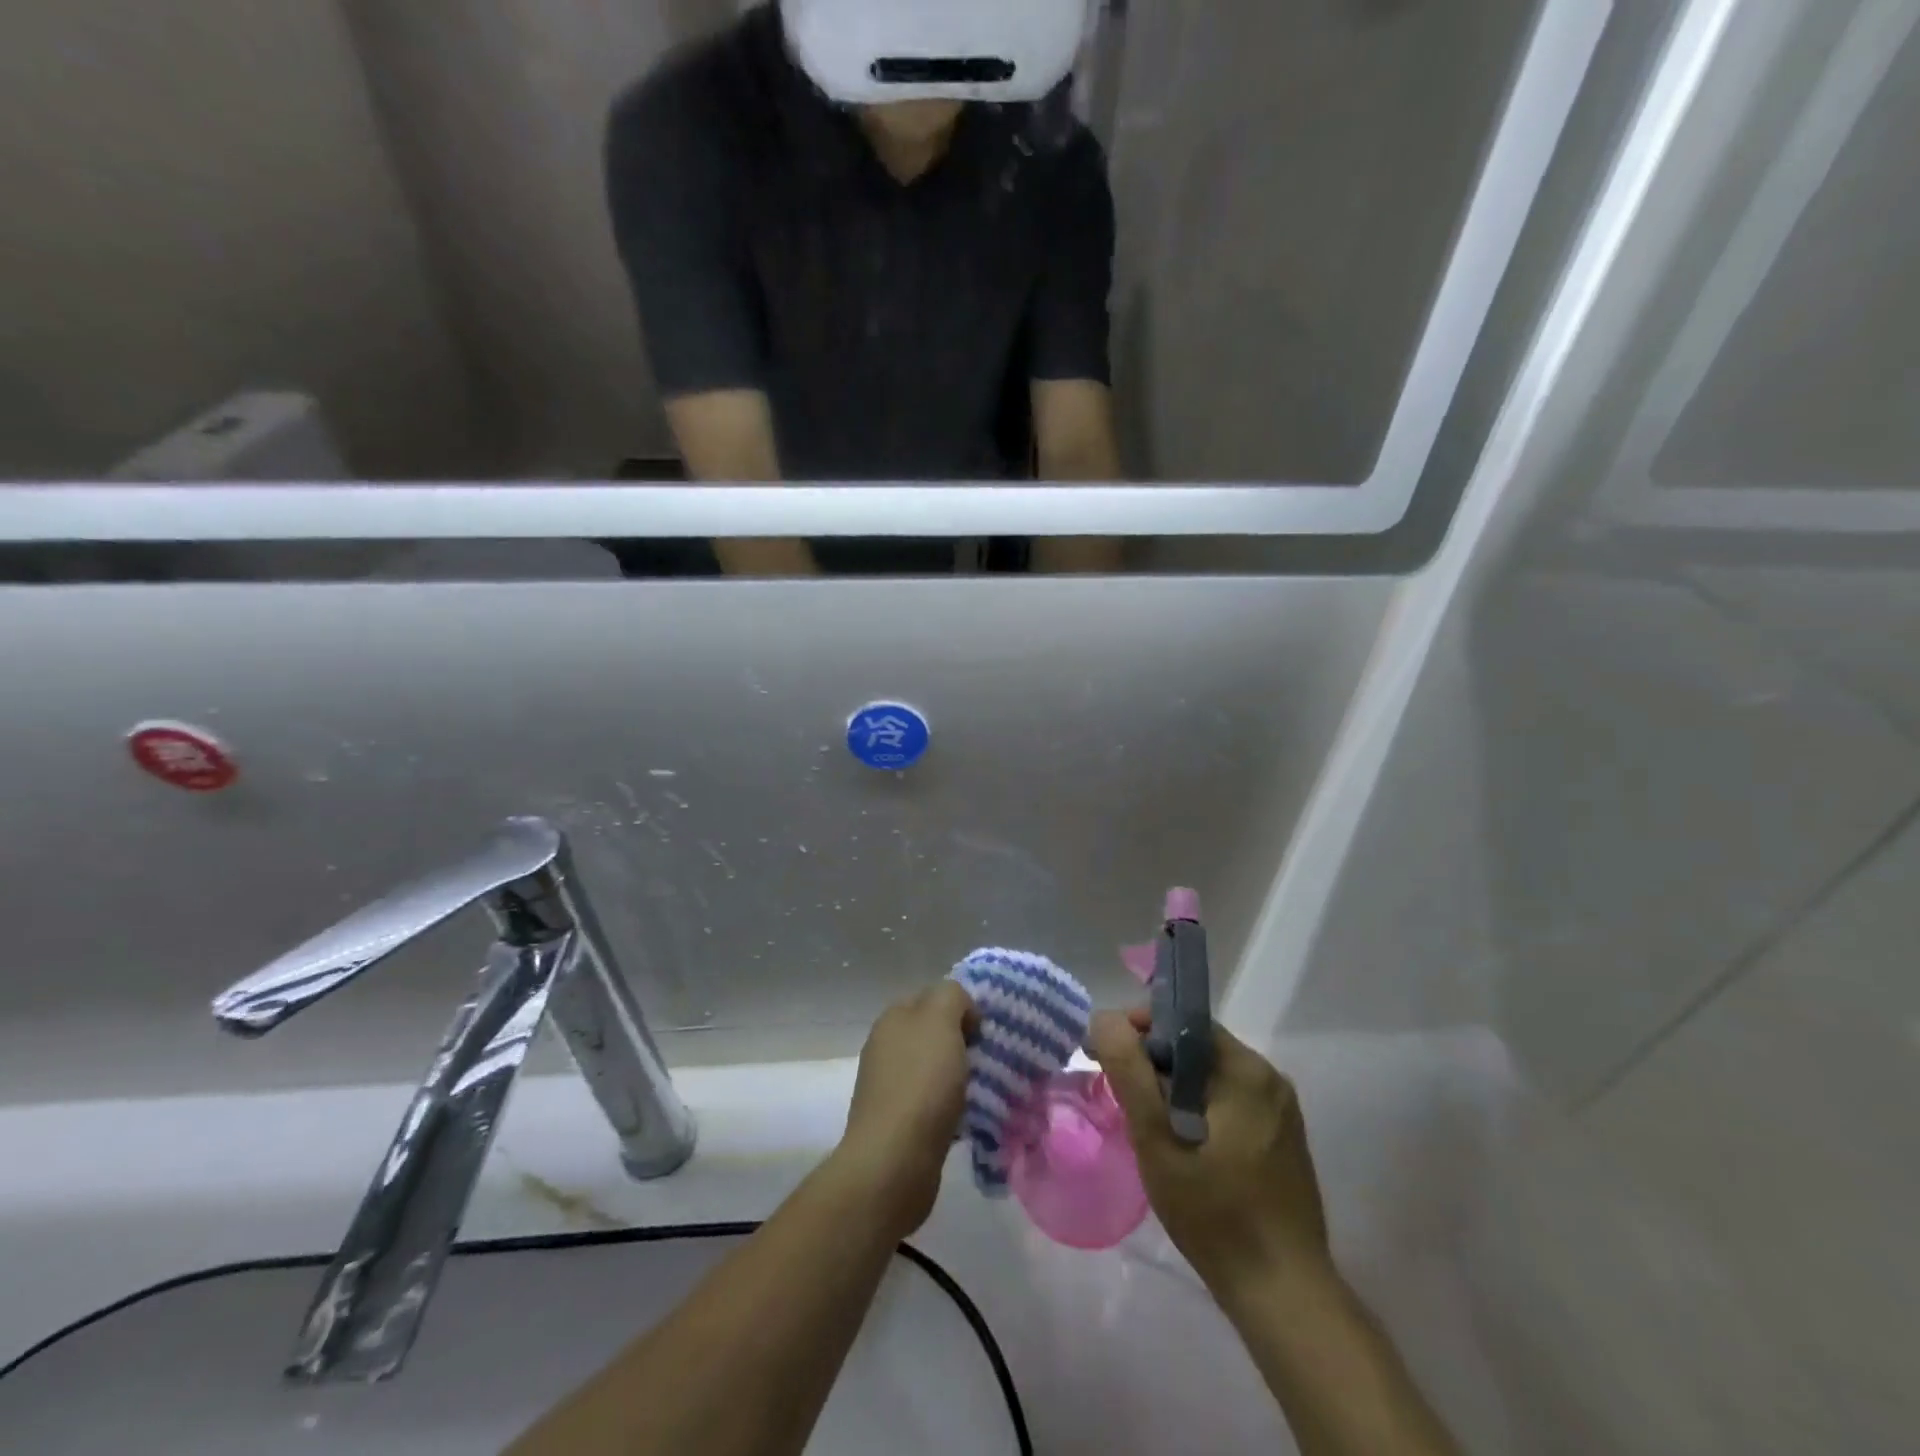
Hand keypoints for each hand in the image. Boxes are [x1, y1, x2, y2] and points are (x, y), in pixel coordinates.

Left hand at [833, 982, 976, 1238]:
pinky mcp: (900, 1124)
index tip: (985, 1028)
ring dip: (961, 1076)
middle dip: (964, 1042)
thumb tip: (961, 1010)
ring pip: (936, 1069)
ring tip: (990, 1088)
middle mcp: (887, 1048)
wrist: (894, 1162)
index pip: (931, 996)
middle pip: (933, 1034)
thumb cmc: (921, 1083)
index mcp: (893, 1018)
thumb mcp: (940, 1020)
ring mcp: (890, 1087)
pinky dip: (954, 1107)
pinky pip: (934, 1104)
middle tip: (993, 1056)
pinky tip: (973, 1118)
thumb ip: (951, 997)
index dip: (960, 1005)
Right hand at [1089, 1009, 1329, 1294]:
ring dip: (1173, 1085)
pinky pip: (1230, 1100)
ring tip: (1142, 1118)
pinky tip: (1179, 1140)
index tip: (1106, 1055)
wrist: (1285, 1296)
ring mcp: (1281, 1109)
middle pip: (1197, 1048)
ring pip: (1211, 1076)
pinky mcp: (1283, 1137)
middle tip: (1118, 1091)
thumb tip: (1105, 1019)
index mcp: (1246, 1070)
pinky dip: (1198, 1106)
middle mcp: (1270, 1078)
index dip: (1139, 1030)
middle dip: (1153, 1060)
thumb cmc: (1215, 1215)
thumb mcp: (1157, 1141)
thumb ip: (1129, 1073)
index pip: (1182, 1023)